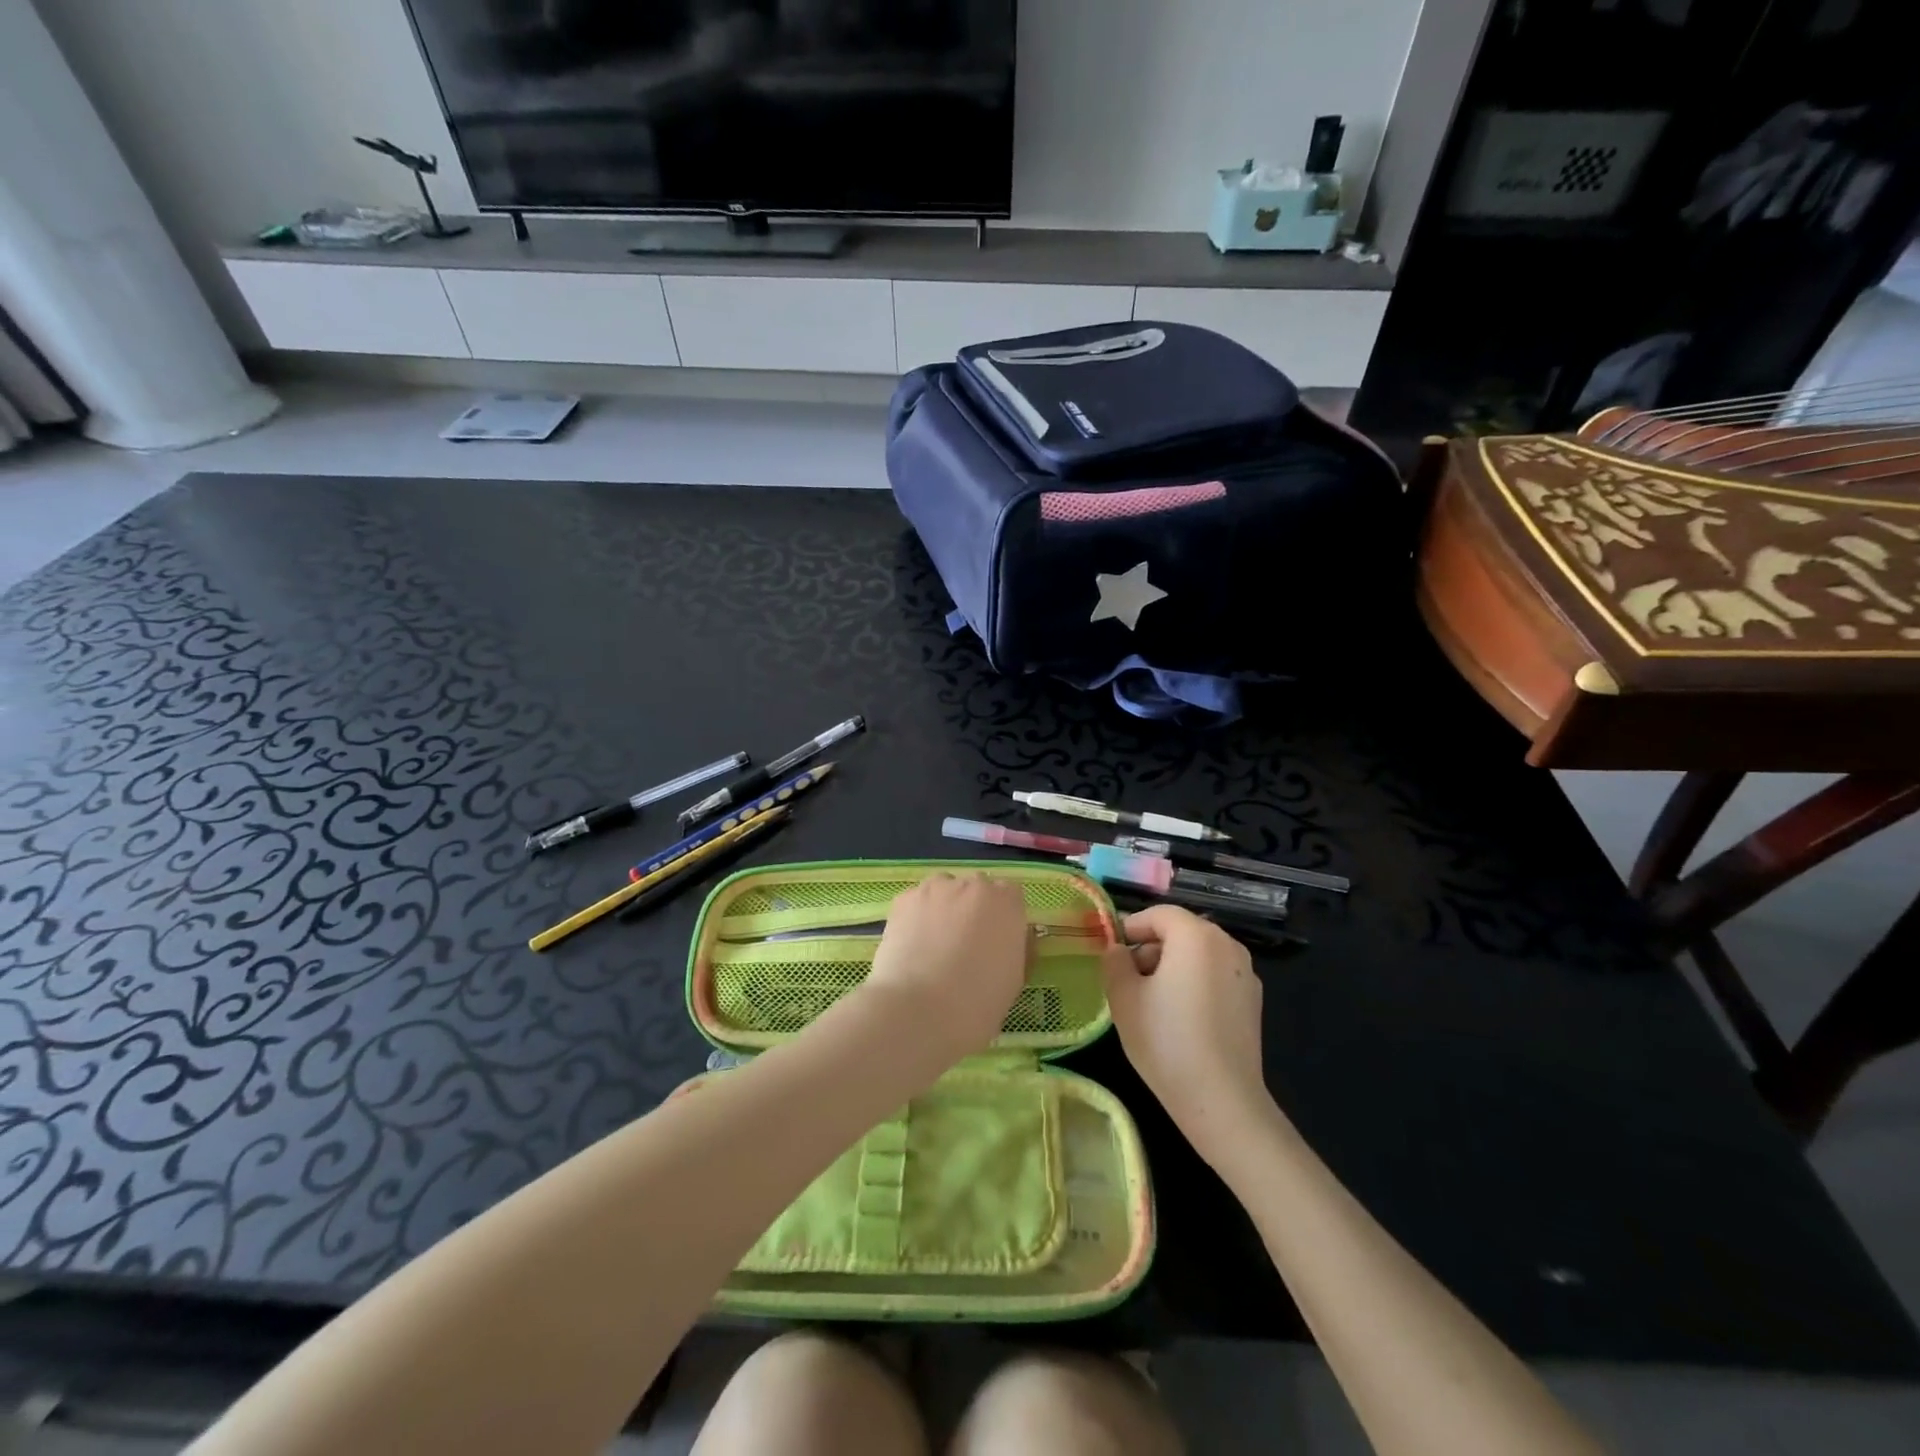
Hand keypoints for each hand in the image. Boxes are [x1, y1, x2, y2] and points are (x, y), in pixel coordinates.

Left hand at [862, 873, 1029, 1066]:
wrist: (918, 1010)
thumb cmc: (977, 1003)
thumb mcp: (1014, 980)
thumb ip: (1018, 948)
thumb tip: (1012, 938)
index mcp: (1007, 903)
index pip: (1010, 896)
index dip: (1003, 918)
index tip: (996, 942)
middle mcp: (974, 885)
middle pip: (977, 889)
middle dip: (973, 910)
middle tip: (964, 946)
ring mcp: (936, 888)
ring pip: (945, 891)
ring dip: (945, 908)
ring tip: (934, 945)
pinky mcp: (904, 899)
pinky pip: (918, 902)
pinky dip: (917, 918)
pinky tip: (913, 946)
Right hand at [1102, 905, 1270, 1166]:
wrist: (1221, 1101)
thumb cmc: (1166, 1040)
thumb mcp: (1123, 997)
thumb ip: (1114, 961)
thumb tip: (1117, 950)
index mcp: (1196, 936)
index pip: (1158, 914)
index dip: (1130, 928)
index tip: (1110, 952)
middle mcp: (1227, 945)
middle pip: (1180, 932)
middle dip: (1150, 948)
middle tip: (1126, 980)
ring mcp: (1245, 973)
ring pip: (1198, 954)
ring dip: (1171, 966)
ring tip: (1150, 1002)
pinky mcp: (1253, 1001)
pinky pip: (1215, 976)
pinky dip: (1194, 984)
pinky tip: (1179, 1019)